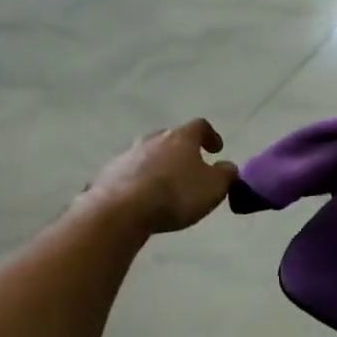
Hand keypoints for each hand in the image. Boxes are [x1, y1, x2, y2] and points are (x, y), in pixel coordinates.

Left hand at [82, 119, 237, 233]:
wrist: (122, 210)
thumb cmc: (176, 194)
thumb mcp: (213, 188)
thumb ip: (226, 175)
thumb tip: (228, 167)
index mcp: (181, 137)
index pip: (200, 126)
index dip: (210, 136)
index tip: (216, 149)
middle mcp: (153, 138)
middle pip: (170, 138)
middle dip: (180, 150)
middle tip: (189, 167)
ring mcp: (128, 154)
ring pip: (147, 154)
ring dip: (157, 165)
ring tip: (164, 185)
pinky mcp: (109, 173)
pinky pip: (129, 172)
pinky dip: (138, 180)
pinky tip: (141, 197)